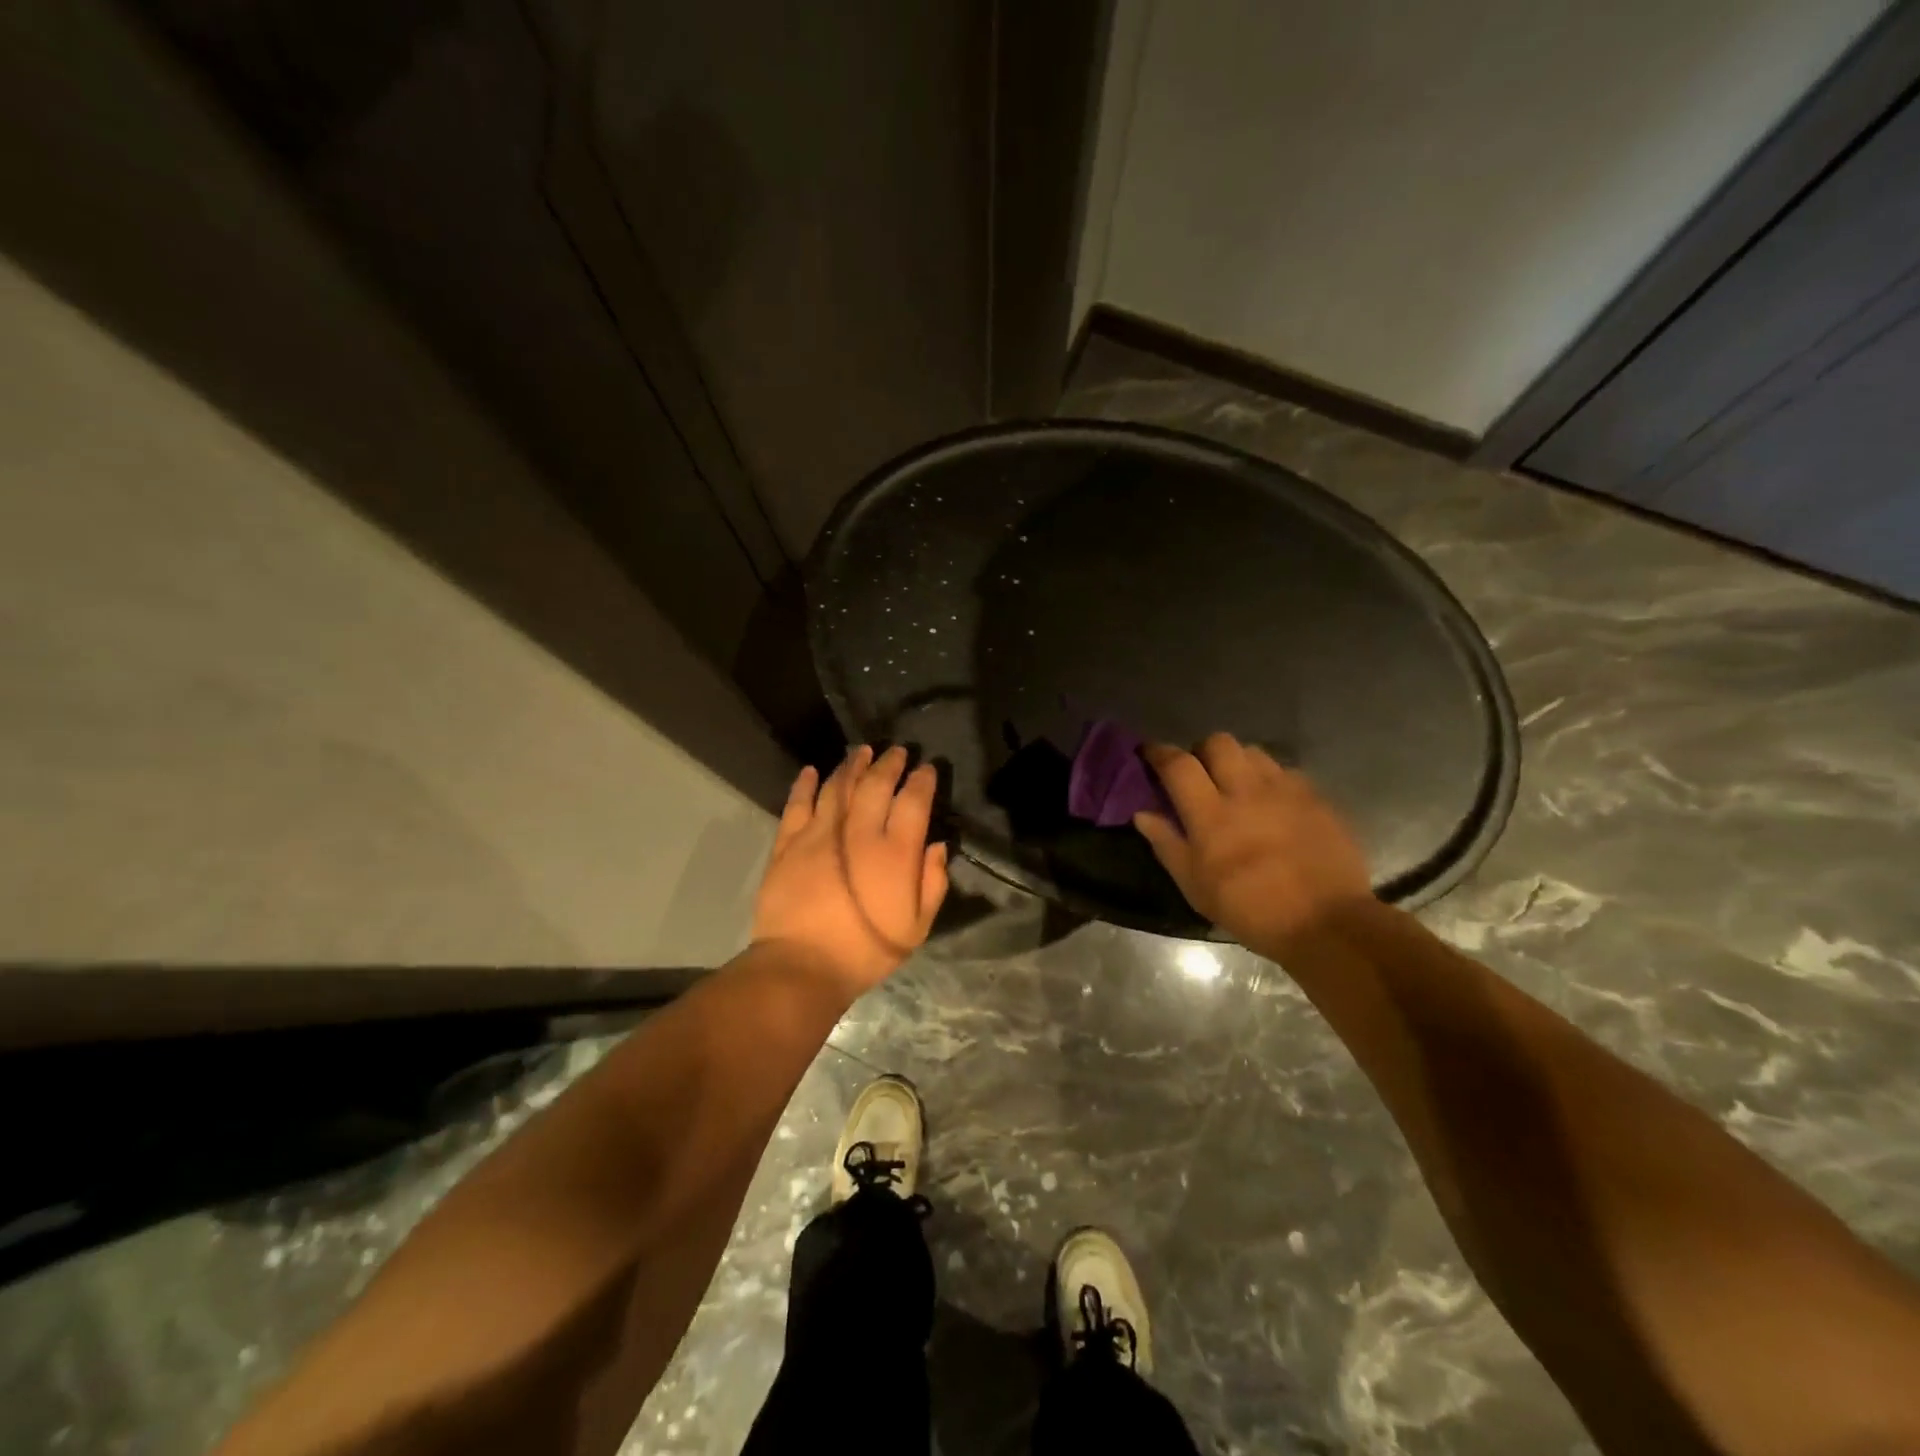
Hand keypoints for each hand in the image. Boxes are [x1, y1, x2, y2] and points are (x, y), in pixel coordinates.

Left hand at [751, 745, 949, 995]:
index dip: (922, 780)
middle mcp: (858, 833)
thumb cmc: (866, 951)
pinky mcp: (788, 844)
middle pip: (876, 784)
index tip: (927, 769)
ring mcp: (819, 834)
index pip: (913, 801)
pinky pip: (797, 805)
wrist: (802, 966)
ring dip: (852, 765)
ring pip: (838, 787)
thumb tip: (936, 847)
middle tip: (897, 751)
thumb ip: (932, 883)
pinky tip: (812, 771)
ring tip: (861, 751)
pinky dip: (805, 785)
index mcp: (894, 852)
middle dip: (889, 763)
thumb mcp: (916, 928)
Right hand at [1134, 733, 1372, 953]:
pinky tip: (1272, 802)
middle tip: (1199, 773)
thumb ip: (1167, 844)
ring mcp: (1285, 790)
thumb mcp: (1195, 886)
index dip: (1159, 752)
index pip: (1178, 765)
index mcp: (1211, 813)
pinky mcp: (1316, 797)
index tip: (1149, 753)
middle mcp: (1246, 790)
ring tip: (1236, 784)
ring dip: (1237, 761)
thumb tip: (1143, 813)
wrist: (1326, 923)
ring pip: (1253, 751)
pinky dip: (1270, 779)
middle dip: (1202, 751)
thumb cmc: (1250, 909)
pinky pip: (1286, 771)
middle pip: (1218, 743)